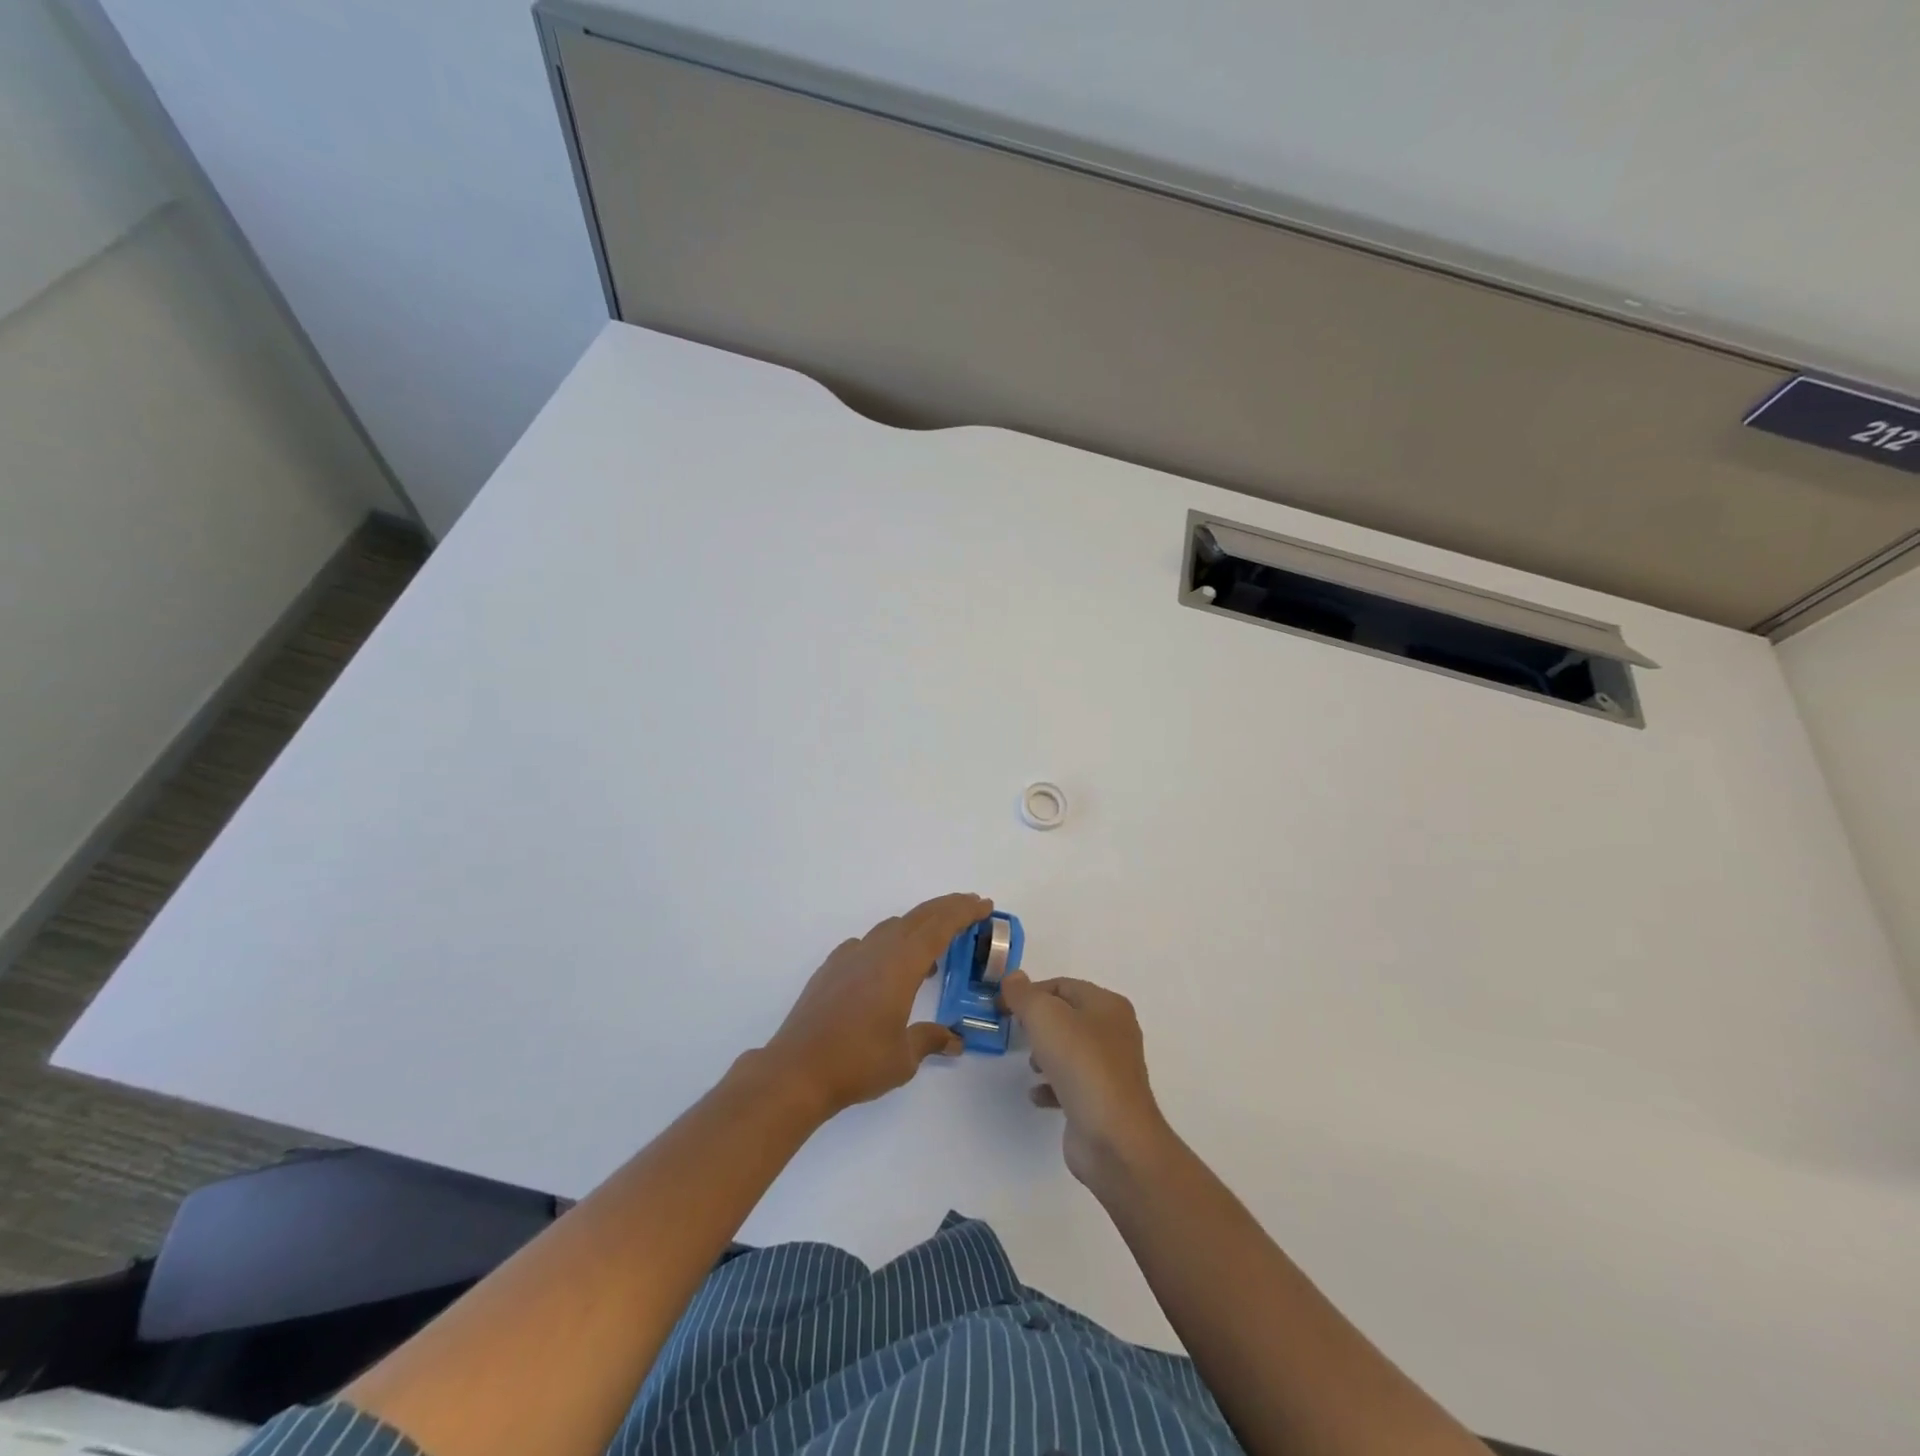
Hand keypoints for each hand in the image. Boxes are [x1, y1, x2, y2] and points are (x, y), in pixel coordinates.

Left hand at [762, 893, 988, 1117]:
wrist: (797, 1070)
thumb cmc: (857, 1063)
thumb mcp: (904, 1058)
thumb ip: (930, 1040)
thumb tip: (954, 1040)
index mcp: (900, 965)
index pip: (939, 927)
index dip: (963, 913)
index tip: (983, 905)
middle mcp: (876, 951)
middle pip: (917, 918)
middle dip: (946, 909)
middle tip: (970, 907)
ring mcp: (850, 957)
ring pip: (891, 928)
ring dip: (917, 926)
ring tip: (934, 947)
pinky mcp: (831, 969)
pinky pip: (868, 943)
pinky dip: (888, 944)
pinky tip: (888, 967)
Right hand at [1000, 971, 1172, 1188]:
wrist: (1114, 1138)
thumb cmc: (1081, 1065)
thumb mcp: (1045, 1017)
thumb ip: (1025, 995)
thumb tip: (1013, 978)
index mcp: (1108, 1006)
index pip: (1062, 986)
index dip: (1030, 993)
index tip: (1003, 1008)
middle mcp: (1114, 1033)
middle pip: (1067, 1017)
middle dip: (1039, 1024)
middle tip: (1018, 1034)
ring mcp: (1111, 1069)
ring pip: (1069, 1050)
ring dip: (1045, 1054)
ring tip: (1031, 1066)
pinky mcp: (1102, 1101)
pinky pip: (1071, 1084)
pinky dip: (1052, 1085)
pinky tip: (1037, 1095)